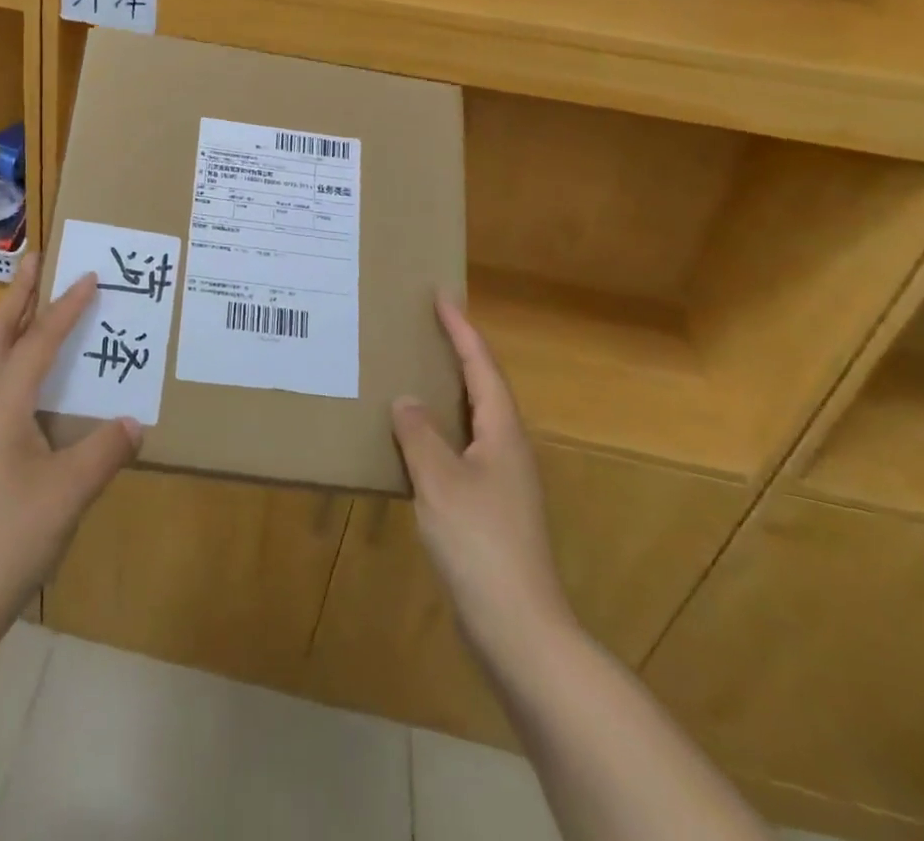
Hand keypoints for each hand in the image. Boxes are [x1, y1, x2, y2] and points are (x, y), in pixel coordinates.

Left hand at [0, 261, 139, 630]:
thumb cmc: (8, 537)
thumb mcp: (69, 492)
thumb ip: (105, 450)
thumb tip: (135, 422)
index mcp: (3, 401)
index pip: (40, 340)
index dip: (66, 307)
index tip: (89, 275)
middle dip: (17, 294)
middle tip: (36, 260)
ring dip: (8, 323)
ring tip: (28, 305)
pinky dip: (6, 359)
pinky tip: (22, 378)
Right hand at [391, 294, 575, 664]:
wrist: (518, 627)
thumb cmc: (480, 543)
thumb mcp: (441, 481)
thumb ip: (419, 434)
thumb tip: (405, 400)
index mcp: (502, 434)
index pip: (481, 367)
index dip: (462, 330)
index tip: (442, 296)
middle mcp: (508, 450)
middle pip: (483, 388)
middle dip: (458, 354)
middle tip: (426, 326)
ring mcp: (502, 482)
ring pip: (472, 420)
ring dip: (447, 392)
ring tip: (414, 372)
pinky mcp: (490, 508)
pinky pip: (461, 450)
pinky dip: (438, 431)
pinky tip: (413, 441)